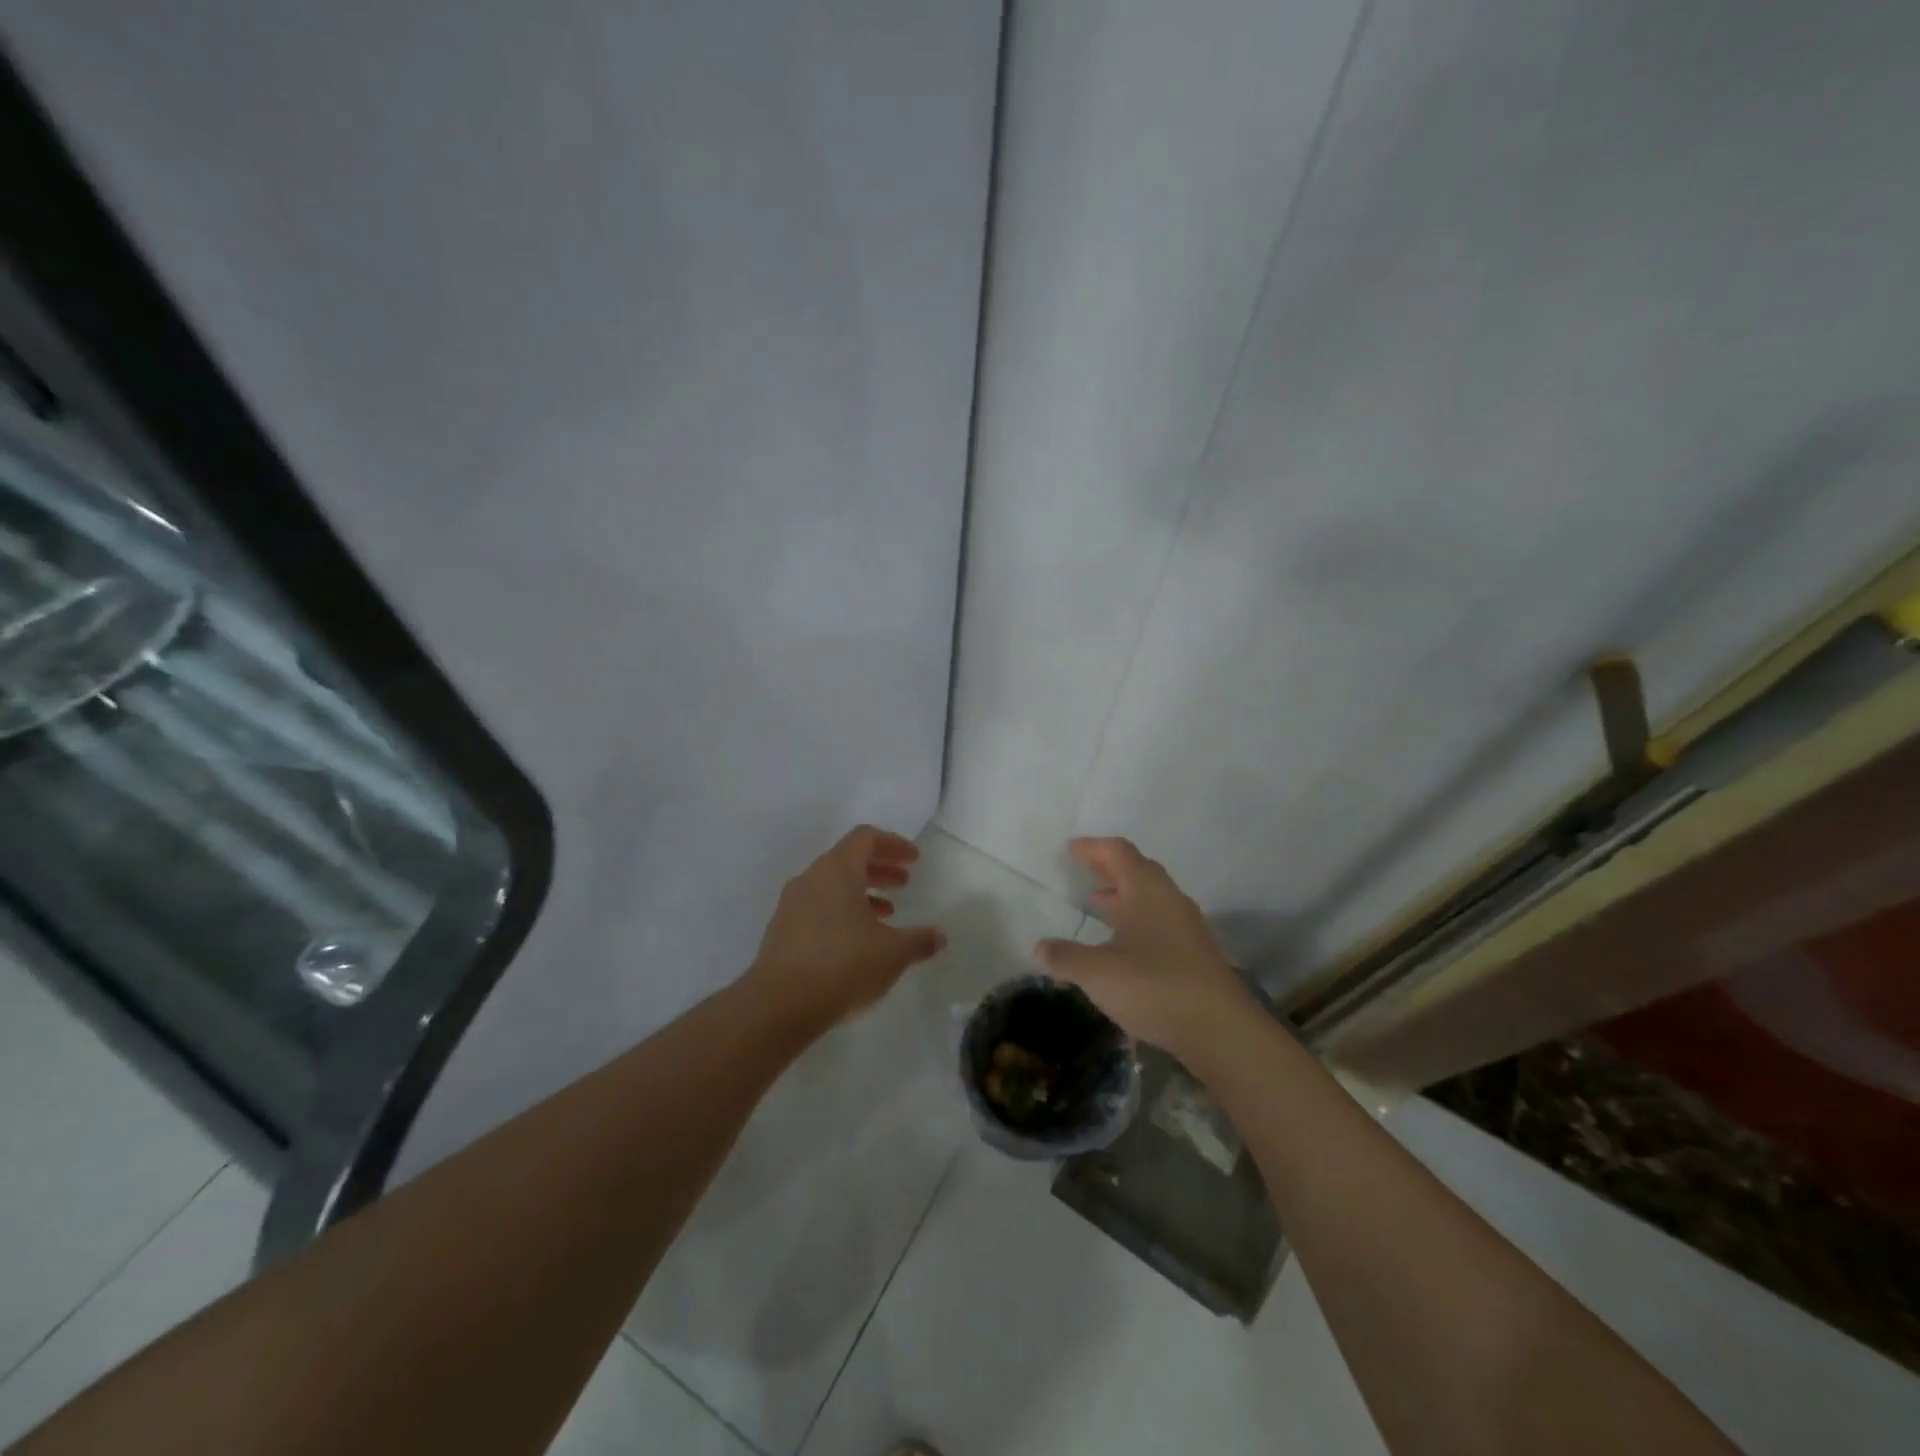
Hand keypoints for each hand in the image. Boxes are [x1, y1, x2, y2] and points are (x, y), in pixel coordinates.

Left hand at [747, 825, 945, 1027]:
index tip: (913, 859)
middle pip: (848, 860)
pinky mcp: (781, 931)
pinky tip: (859, 942)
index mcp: (837, 870)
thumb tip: (938, 937)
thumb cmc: (843, 965)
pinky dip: (842, 913)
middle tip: (904, 883)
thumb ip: (919, 940)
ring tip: (887, 914)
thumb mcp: (893, 953)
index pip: (865, 838)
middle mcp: (811, 878)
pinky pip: (818, 908)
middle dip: (879, 869)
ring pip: (832, 886)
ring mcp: (791, 905)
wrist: (780, 1005)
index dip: (893, 844)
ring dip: (862, 893)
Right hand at [1033, 837, 1251, 1055]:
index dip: (1093, 847)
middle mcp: (1169, 899)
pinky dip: (1136, 918)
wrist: (1221, 1030)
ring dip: (1123, 894)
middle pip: (1137, 869)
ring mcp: (1186, 926)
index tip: (1071, 848)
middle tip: (1082, 868)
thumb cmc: (1155, 987)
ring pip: (1150, 896)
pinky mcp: (1194, 953)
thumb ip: (1066, 957)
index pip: (1118, 852)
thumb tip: (1040, 947)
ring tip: (1097, 902)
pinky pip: (1159, 920)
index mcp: (1146, 890)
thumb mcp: (1098, 973)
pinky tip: (1122, 943)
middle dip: (1108, 867)